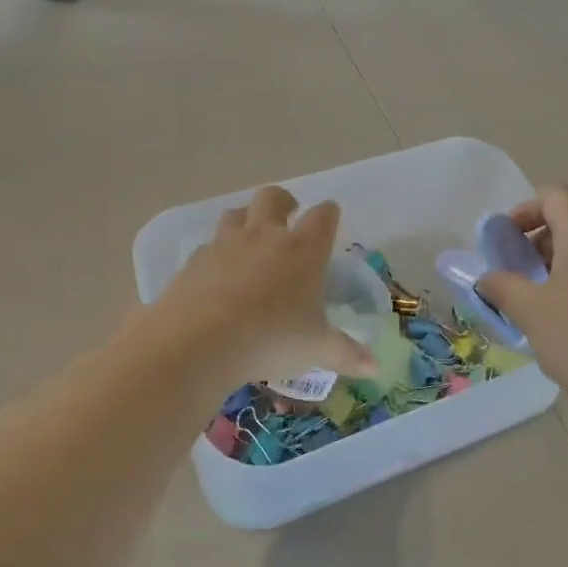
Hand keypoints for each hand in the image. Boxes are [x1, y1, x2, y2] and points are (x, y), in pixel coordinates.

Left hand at [148, 186, 374, 386]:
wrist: (200, 341)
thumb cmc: (272, 339)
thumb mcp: (316, 349)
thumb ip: (346, 354)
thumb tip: (374, 367)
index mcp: (303, 251)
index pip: (322, 217)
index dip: (328, 213)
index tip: (330, 215)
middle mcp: (264, 237)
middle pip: (273, 198)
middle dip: (284, 201)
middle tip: (288, 213)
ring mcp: (224, 245)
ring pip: (235, 214)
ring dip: (246, 220)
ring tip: (250, 239)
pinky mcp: (193, 262)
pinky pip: (207, 246)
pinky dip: (216, 254)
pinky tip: (217, 276)